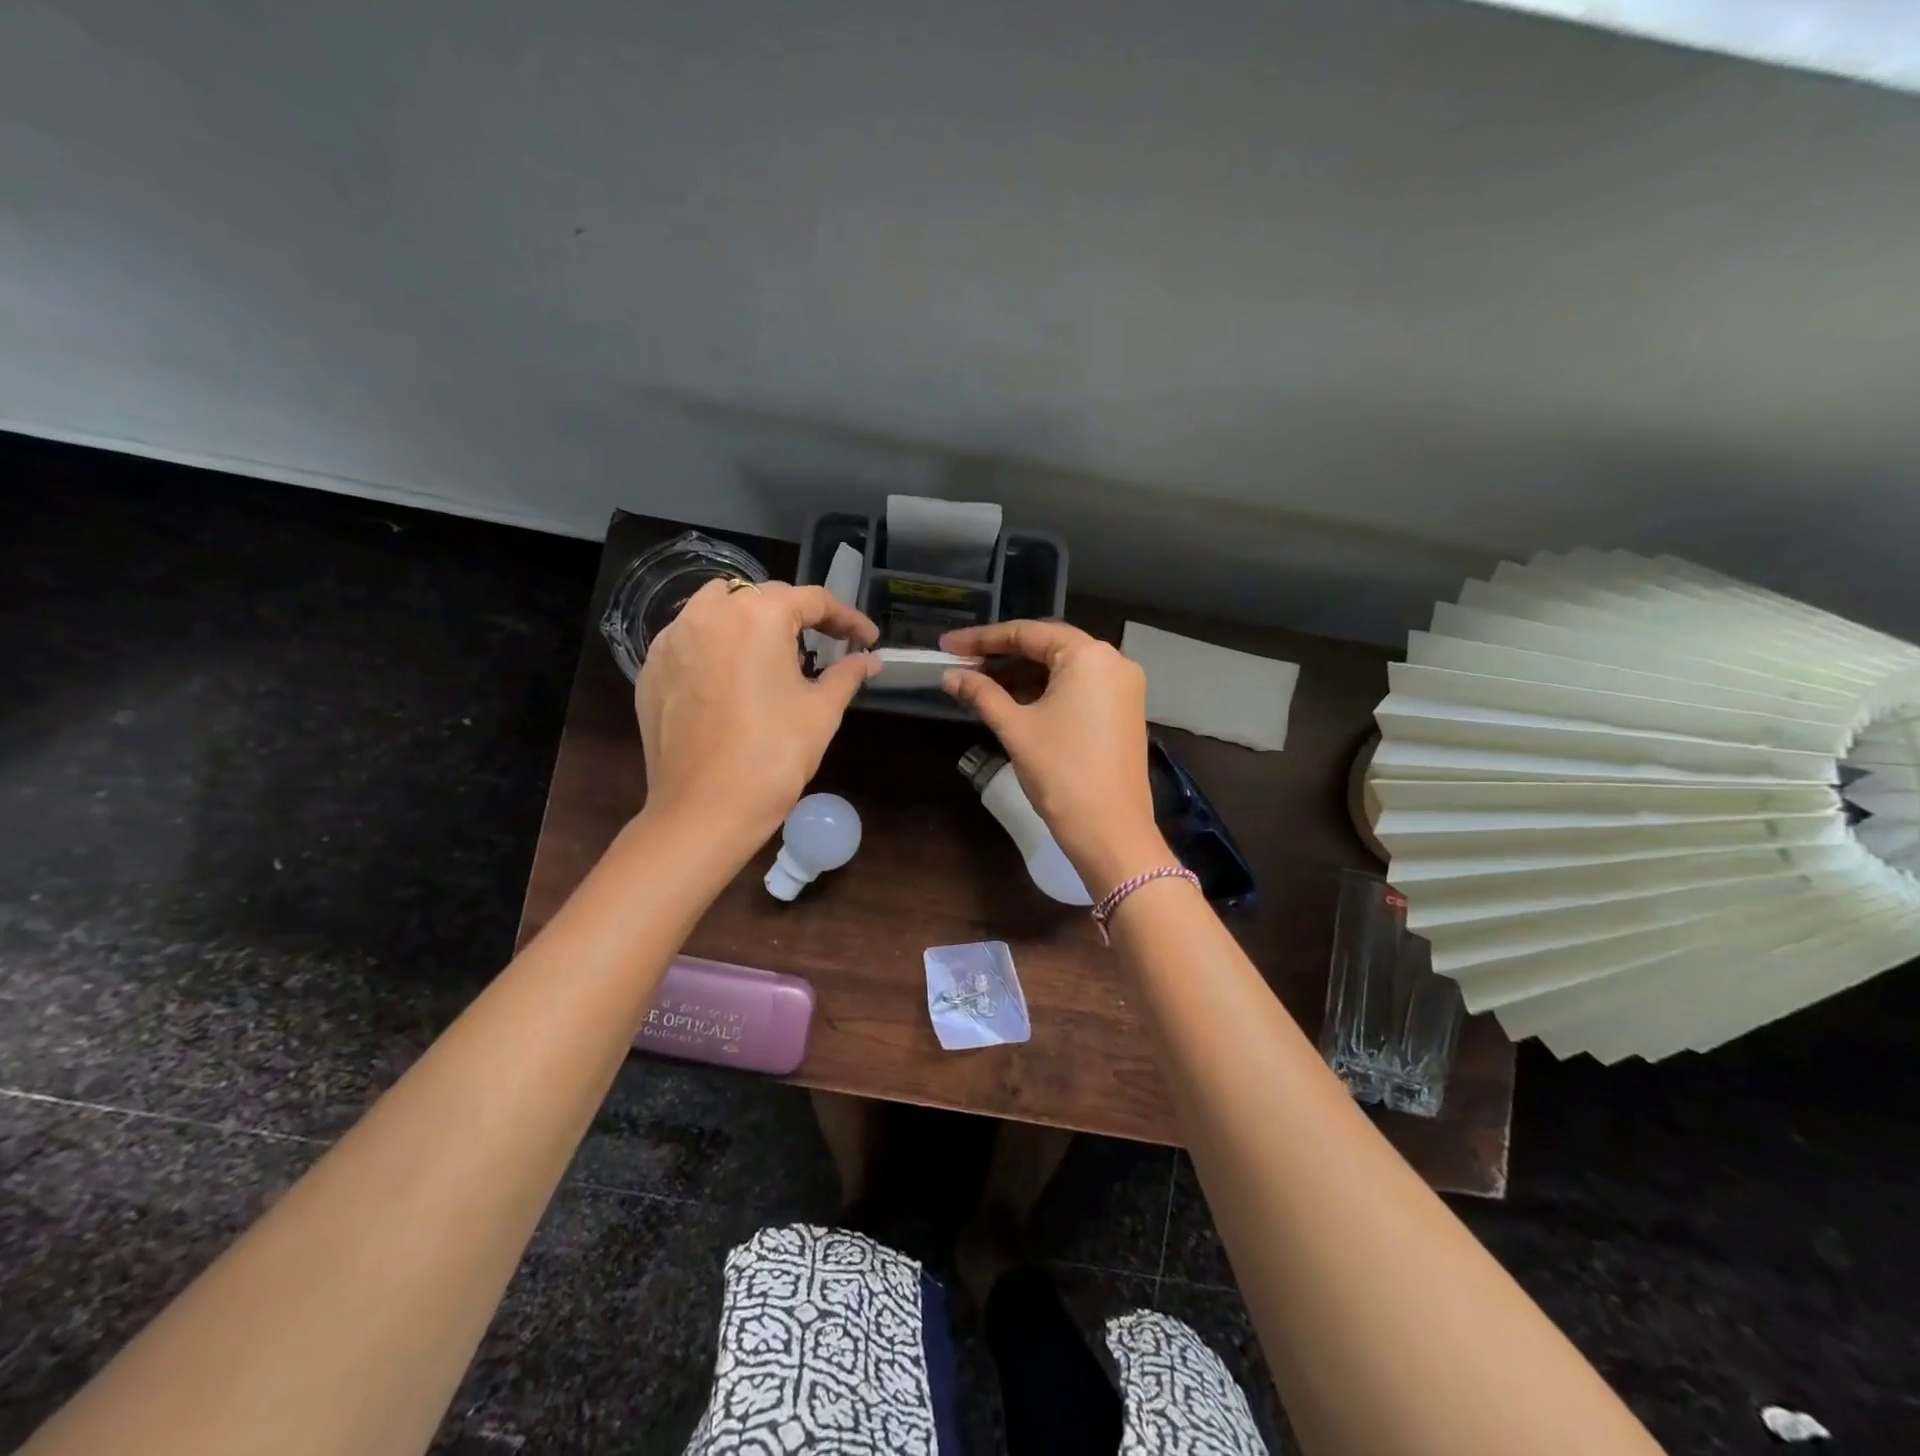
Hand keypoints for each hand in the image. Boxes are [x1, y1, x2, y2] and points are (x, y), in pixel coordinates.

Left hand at [637, 580, 878, 845]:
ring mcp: (673, 639)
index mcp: (758, 616)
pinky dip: (717, 643)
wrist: (704, 810)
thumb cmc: (774, 756)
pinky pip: (690, 638)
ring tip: (774, 651)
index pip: (813, 600)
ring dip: (752, 619)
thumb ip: (847, 675)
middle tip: (827, 645)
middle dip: (800, 616)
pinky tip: (732, 675)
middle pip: (764, 597)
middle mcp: (710, 614)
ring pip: (718, 607)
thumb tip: (870, 660)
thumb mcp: (822, 712)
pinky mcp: (652, 669)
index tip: (867, 640)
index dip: (847, 618)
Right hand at [939, 620, 1167, 895]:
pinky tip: (1015, 702)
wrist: (1110, 830)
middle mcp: (1113, 661)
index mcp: (1089, 655)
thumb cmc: (1061, 772)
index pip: (1028, 633)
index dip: (983, 639)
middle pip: (1048, 646)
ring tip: (982, 685)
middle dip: (1003, 655)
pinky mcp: (1124, 711)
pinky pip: (1080, 688)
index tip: (948, 644)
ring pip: (1064, 668)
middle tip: (963, 664)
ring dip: (1023, 675)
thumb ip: (982, 694)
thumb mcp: (1016, 728)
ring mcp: (1123, 687)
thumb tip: (949, 675)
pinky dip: (1047, 691)